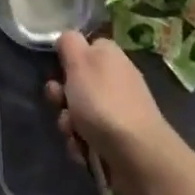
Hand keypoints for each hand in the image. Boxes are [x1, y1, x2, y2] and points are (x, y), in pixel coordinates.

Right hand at [44, 31, 193, 194]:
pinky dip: (82, 145)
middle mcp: (116, 79)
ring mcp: (119, 111)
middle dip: (63, 97)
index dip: (67, 60)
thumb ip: (69, 43)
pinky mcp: (119, 141)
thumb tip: (68, 39)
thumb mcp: (79, 62)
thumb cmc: (103, 103)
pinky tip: (83, 152)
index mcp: (109, 55)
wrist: (138, 156)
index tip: (56, 73)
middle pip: (78, 83)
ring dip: (69, 124)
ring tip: (73, 134)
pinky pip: (90, 138)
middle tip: (59, 104)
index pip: (84, 48)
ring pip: (80, 113)